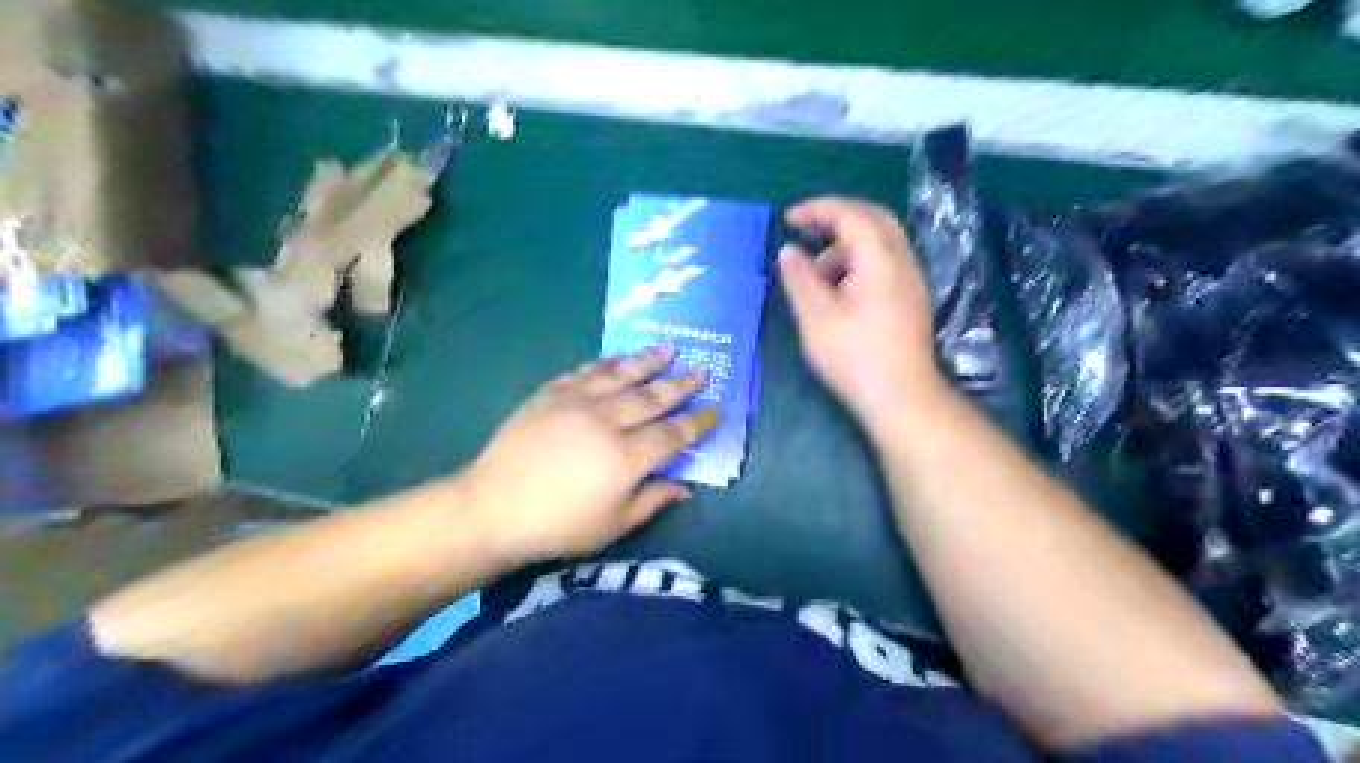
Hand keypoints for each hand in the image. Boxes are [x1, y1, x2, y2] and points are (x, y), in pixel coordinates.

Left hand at [463, 349, 721, 561]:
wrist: (493, 508)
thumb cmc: (557, 525)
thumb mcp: (612, 525)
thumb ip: (651, 501)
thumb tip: (685, 488)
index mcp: (627, 458)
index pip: (673, 434)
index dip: (697, 422)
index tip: (715, 410)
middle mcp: (607, 422)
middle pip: (652, 398)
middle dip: (680, 384)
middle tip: (701, 371)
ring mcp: (577, 403)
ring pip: (621, 375)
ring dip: (648, 361)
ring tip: (668, 348)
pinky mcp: (550, 394)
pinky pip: (585, 371)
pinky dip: (605, 362)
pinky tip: (618, 357)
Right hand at [776, 195, 947, 422]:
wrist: (902, 397)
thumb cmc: (855, 357)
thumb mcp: (816, 317)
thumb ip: (800, 278)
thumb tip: (789, 251)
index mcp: (879, 258)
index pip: (850, 214)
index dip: (817, 209)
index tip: (789, 218)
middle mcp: (902, 260)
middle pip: (873, 218)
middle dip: (836, 216)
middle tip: (806, 228)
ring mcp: (910, 280)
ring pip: (880, 241)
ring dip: (846, 243)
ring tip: (815, 272)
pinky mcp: (910, 299)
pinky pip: (885, 261)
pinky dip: (858, 260)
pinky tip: (839, 289)